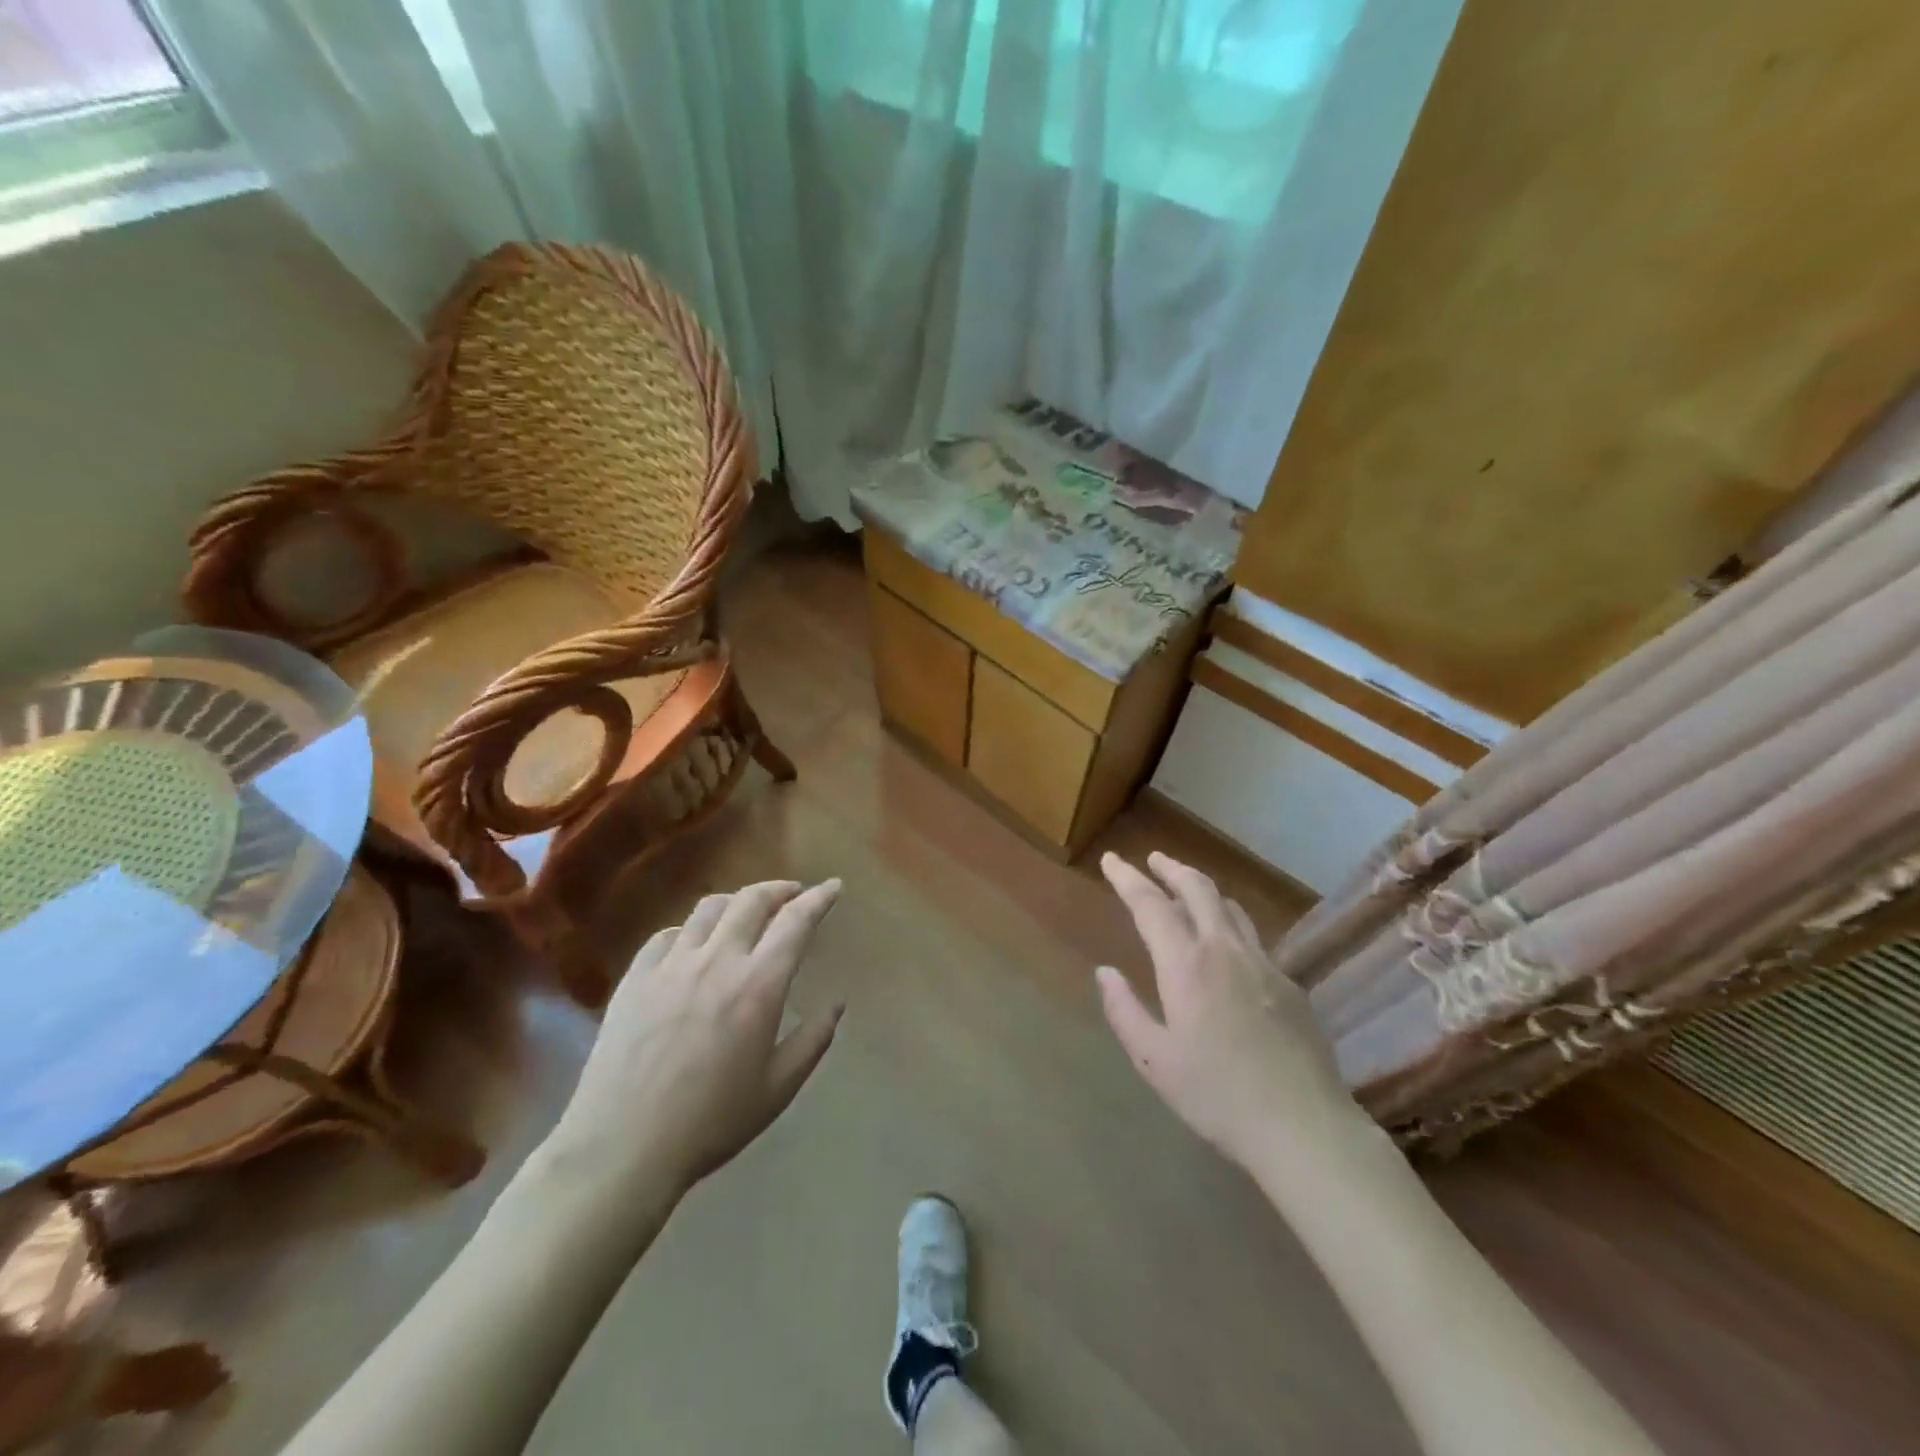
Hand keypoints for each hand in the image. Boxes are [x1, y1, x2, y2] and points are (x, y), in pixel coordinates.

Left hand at [548, 879, 844, 1197]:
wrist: (622, 1147)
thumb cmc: (711, 1122)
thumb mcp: (778, 1088)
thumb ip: (813, 1040)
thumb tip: (836, 1004)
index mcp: (758, 985)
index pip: (796, 921)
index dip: (819, 898)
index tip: (833, 886)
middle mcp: (717, 960)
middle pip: (752, 900)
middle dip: (779, 889)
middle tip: (793, 894)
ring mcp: (671, 965)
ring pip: (709, 907)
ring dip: (737, 901)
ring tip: (746, 913)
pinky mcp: (635, 977)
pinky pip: (668, 934)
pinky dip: (691, 929)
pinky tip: (694, 945)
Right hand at [1095, 852, 1359, 1169]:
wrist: (1304, 1127)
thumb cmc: (1216, 1096)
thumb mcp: (1154, 1059)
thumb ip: (1125, 1010)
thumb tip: (1105, 972)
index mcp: (1186, 965)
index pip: (1150, 904)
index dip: (1127, 877)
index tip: (1111, 859)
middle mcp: (1226, 950)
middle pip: (1198, 889)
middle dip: (1171, 868)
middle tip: (1152, 860)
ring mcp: (1265, 964)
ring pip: (1231, 908)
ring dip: (1203, 891)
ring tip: (1186, 891)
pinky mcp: (1291, 984)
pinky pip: (1253, 938)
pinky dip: (1230, 924)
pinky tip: (1227, 948)